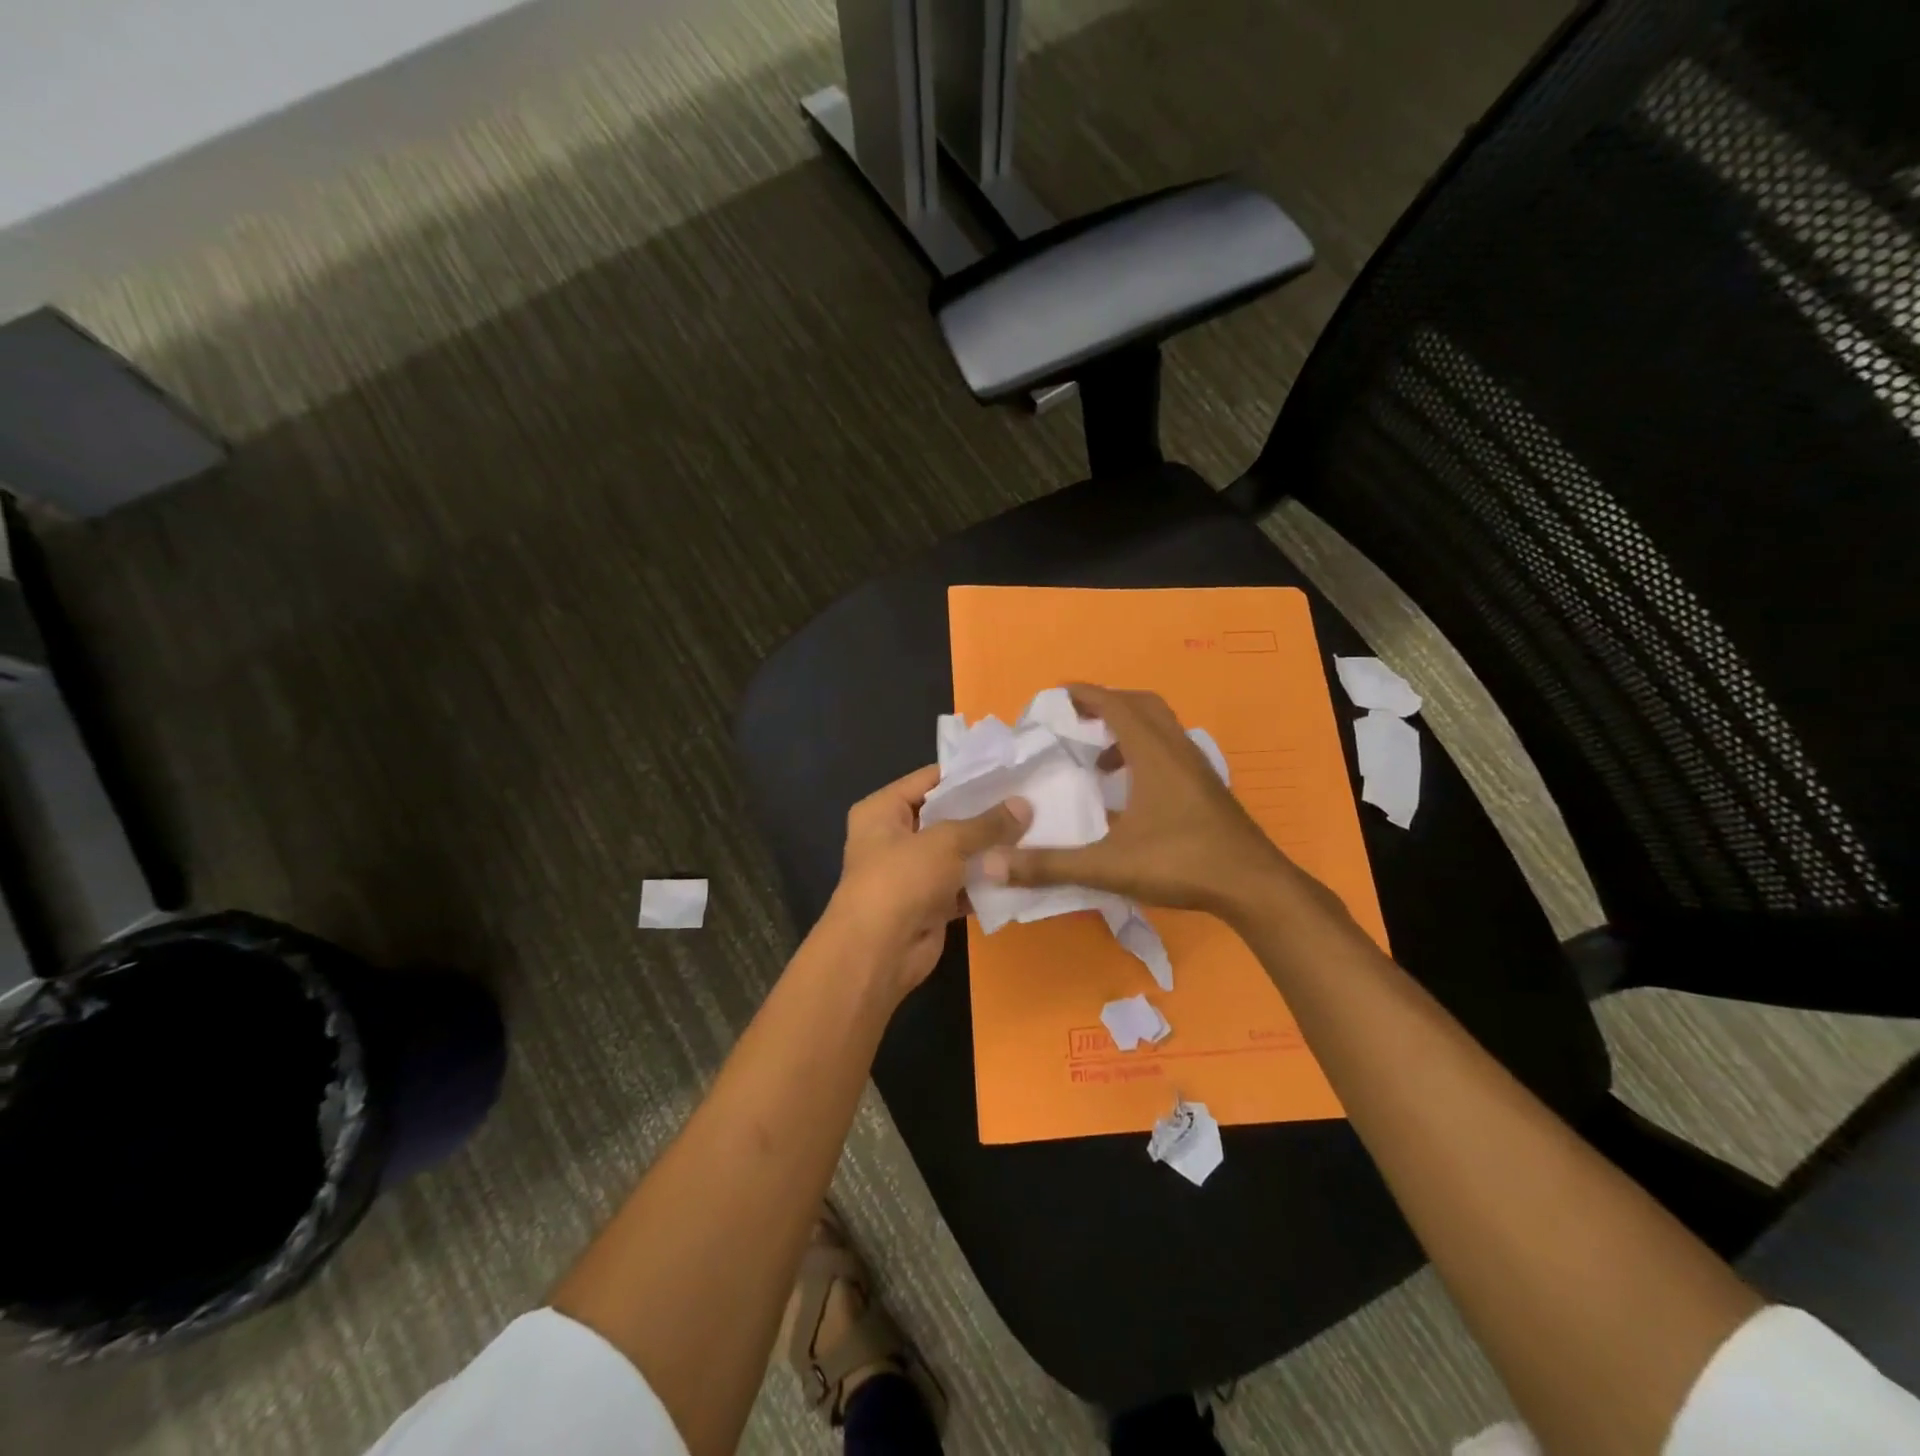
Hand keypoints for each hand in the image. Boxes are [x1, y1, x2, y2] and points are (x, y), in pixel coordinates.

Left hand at [827, 765, 1030, 994]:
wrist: (878, 953)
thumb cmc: (901, 880)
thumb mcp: (946, 842)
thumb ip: (987, 824)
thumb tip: (1025, 804)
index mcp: (882, 810)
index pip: (929, 780)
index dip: (967, 774)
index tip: (1009, 769)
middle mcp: (893, 837)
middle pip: (945, 816)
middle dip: (984, 813)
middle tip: (1029, 800)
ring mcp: (912, 873)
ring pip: (957, 854)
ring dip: (989, 850)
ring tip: (1035, 831)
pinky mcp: (929, 904)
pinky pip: (963, 885)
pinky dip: (987, 882)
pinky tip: (1022, 871)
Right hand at [979, 683, 1291, 919]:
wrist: (1254, 887)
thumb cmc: (1182, 864)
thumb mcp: (1108, 866)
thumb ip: (1050, 865)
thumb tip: (993, 864)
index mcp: (1154, 754)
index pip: (1115, 705)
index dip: (1085, 694)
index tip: (1057, 694)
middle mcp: (1178, 750)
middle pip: (1142, 706)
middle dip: (1108, 705)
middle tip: (1077, 721)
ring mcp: (1198, 769)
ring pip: (1161, 728)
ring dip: (1128, 730)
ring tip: (1100, 761)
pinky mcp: (1207, 789)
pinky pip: (1171, 752)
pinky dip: (1146, 754)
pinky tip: (1132, 794)